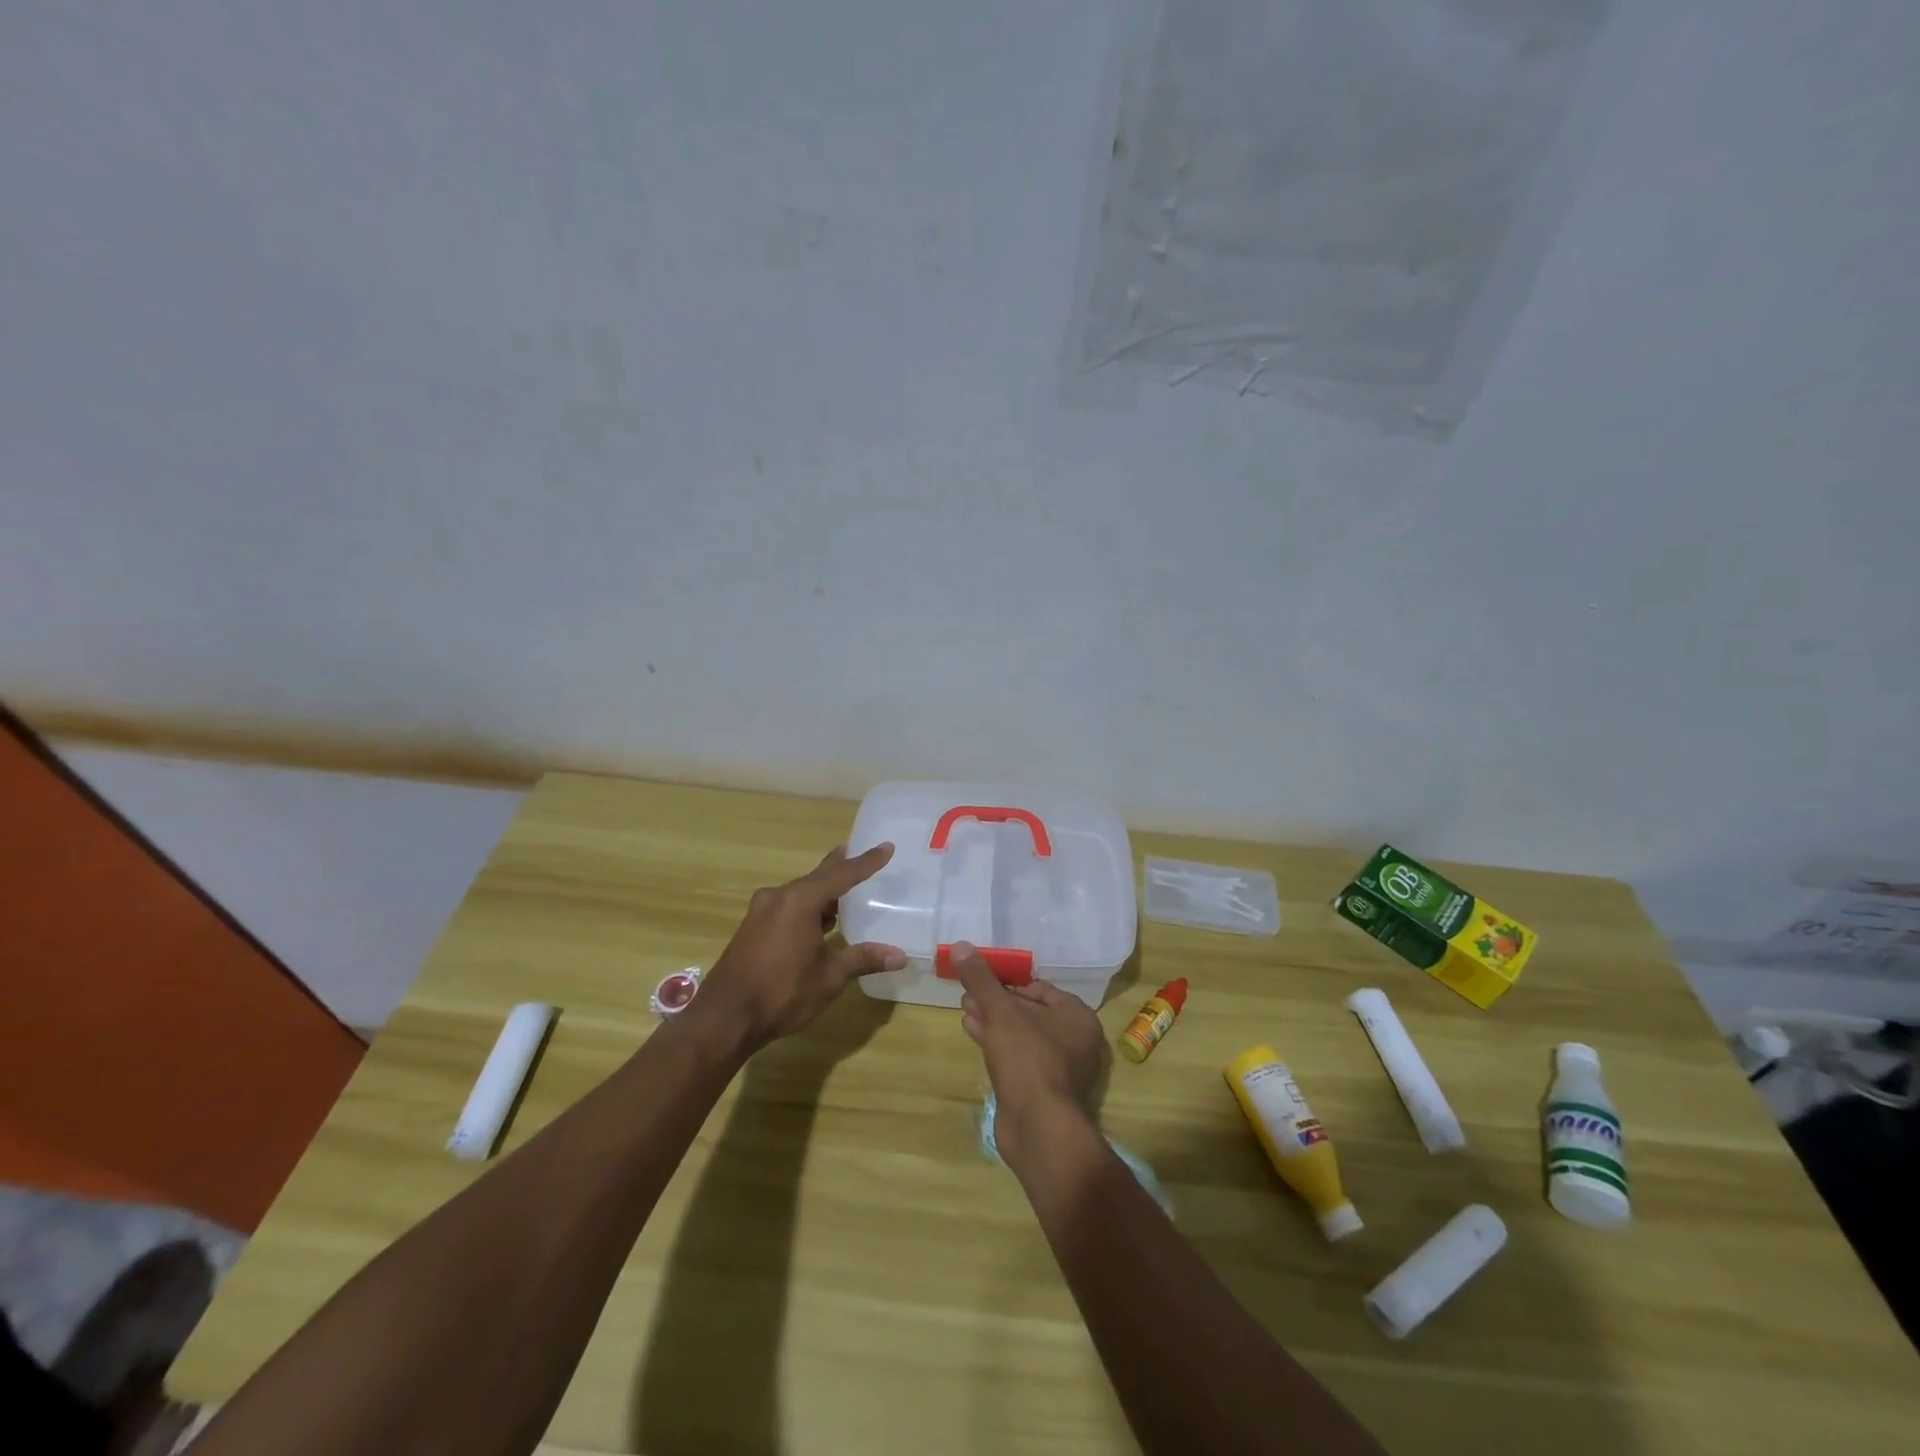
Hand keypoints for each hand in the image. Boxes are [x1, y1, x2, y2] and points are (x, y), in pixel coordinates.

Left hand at [682, 844, 905, 1055]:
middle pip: (817, 877)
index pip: (842, 875)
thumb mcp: (830, 977)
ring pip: (800, 893)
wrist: (723, 1019)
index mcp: (800, 901)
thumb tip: (900, 955)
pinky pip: (787, 906)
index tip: (886, 847)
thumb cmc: (781, 992)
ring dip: (823, 891)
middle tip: (857, 852)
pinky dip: (807, 907)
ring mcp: (761, 912)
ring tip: (843, 889)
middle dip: (839, 868)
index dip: (867, 862)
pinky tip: (818, 920)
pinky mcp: (752, 928)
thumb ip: (863, 959)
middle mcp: (779, 897)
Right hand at [948, 943, 1109, 1166]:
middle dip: (997, 1001)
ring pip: (1021, 1034)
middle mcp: (1074, 1039)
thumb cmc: (1028, 1059)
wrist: (1038, 1128)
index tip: (981, 977)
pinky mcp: (1041, 1090)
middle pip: (1029, 1011)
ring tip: (964, 1008)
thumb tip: (961, 945)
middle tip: (967, 992)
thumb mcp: (1001, 1012)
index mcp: (1077, 1016)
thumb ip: (982, 979)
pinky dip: (996, 1043)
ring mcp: (1059, 1068)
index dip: (1009, 981)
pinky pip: (1017, 1057)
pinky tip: (971, 1031)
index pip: (1040, 988)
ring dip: (992, 1021)